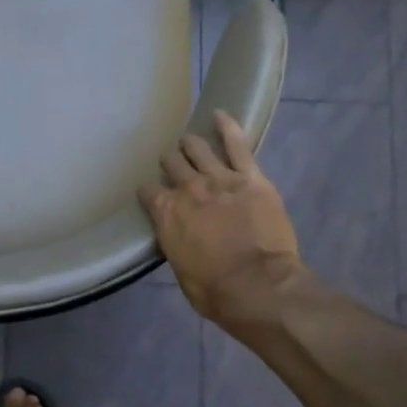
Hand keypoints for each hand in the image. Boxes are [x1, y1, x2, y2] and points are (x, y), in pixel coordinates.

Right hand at [139, 112, 315, 332]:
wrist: (259, 287)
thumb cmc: (215, 291)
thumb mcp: (182, 271)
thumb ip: (176, 244)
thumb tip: (176, 237)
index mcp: (166, 214)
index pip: (148, 192)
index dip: (149, 192)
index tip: (152, 195)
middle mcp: (187, 190)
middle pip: (172, 164)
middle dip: (170, 163)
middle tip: (173, 165)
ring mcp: (219, 179)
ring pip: (198, 149)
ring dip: (192, 144)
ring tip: (190, 141)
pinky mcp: (250, 178)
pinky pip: (237, 144)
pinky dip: (228, 126)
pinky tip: (220, 114)